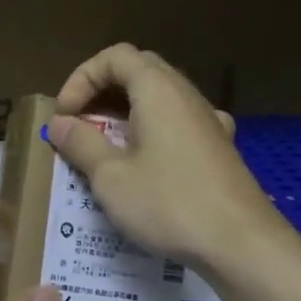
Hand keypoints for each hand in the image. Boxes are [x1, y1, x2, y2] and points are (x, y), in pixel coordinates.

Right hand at [46, 43, 292, 276]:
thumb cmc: (169, 203)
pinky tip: (148, 164)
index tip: (64, 116)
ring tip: (105, 148)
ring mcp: (208, 121)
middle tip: (80, 125)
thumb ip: (82, 144)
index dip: (82, 78)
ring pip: (161, 99)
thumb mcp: (111, 177)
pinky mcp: (219, 149)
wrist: (241, 243)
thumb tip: (59, 123)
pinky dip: (153, 134)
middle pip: (139, 71)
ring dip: (126, 114)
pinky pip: (178, 125)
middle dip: (102, 92)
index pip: (115, 56)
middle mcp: (186, 95)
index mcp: (158, 90)